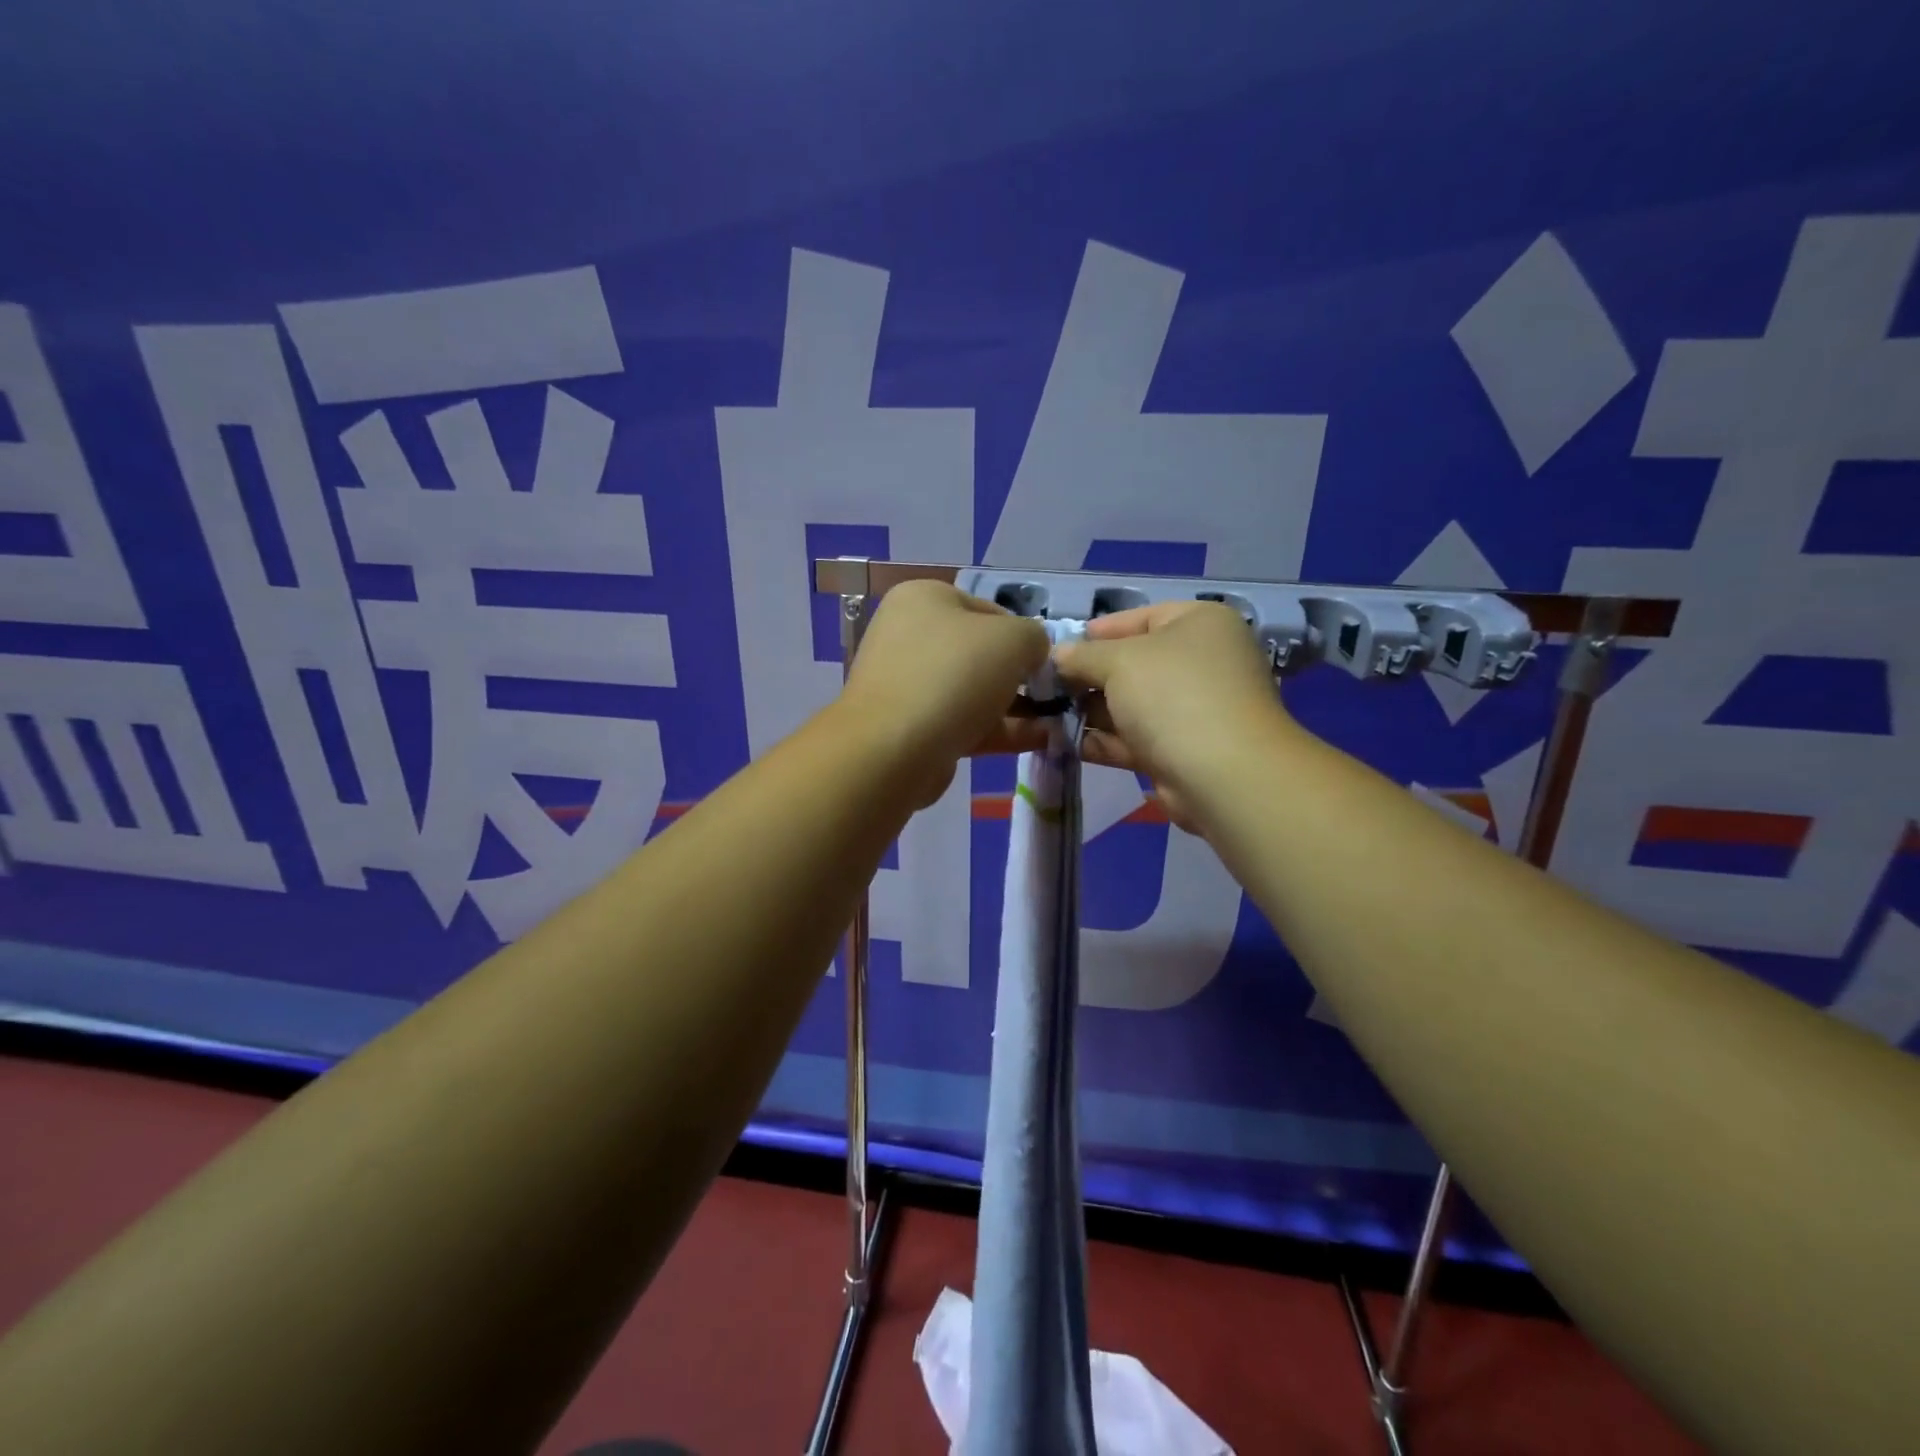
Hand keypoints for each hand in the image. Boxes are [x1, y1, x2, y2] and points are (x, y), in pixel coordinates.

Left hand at [838, 580, 1051, 804]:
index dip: (1025, 635)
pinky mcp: (914, 726)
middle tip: (1053, 695)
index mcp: (924, 598)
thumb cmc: (953, 675)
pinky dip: (1001, 729)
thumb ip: (1034, 637)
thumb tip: (1034, 654)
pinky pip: (965, 721)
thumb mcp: (1012, 639)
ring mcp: (909, 683)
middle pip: (981, 652)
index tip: (1047, 663)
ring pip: (974, 690)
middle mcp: (910, 635)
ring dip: (1016, 706)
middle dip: (1020, 675)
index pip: (990, 610)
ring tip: (1057, 722)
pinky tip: (1040, 741)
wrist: (894, 749)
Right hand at [1053, 601, 1294, 833]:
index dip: (1096, 632)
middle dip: (1088, 677)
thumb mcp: (1119, 661)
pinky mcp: (1181, 750)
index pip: (1140, 617)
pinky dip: (1103, 740)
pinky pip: (1134, 738)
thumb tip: (1058, 655)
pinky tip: (1065, 744)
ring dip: (1090, 711)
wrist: (1222, 775)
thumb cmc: (1173, 696)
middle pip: (1132, 663)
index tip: (1057, 649)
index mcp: (1199, 625)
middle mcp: (1201, 662)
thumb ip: (1082, 655)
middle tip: (1045, 687)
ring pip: (1131, 704)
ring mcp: (1193, 709)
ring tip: (1046, 716)